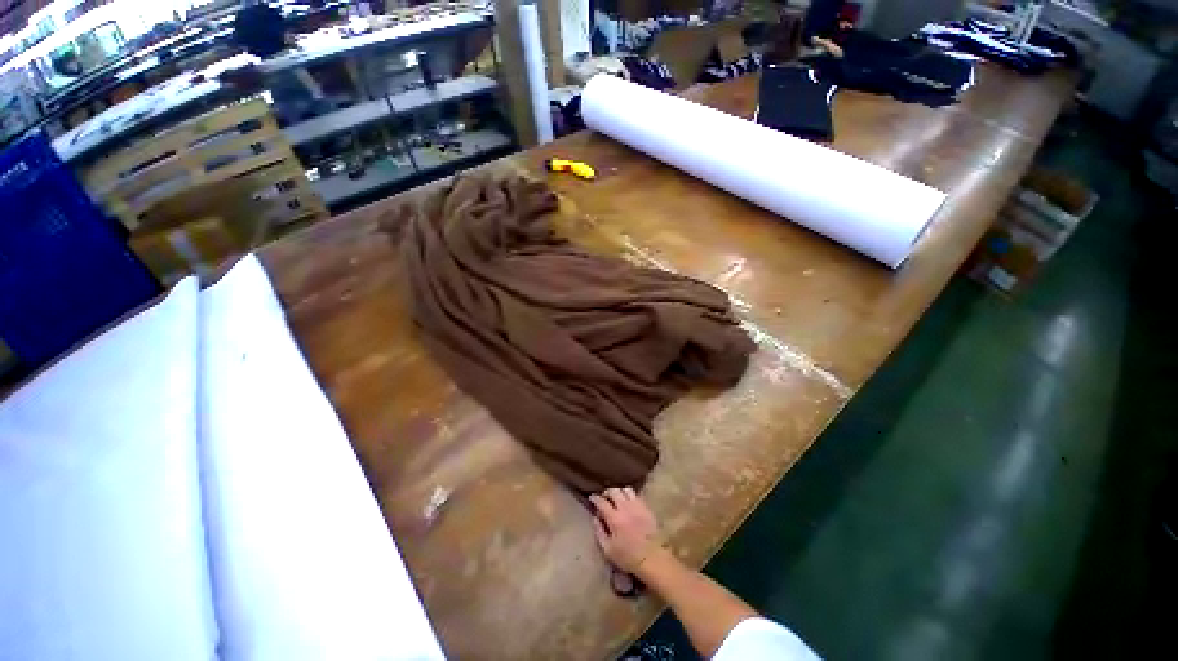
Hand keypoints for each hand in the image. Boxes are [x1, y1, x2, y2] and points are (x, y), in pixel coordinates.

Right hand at [589, 487, 660, 572]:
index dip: (595, 498)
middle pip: (614, 491)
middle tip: (604, 497)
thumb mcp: (608, 550)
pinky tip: (629, 502)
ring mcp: (638, 506)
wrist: (653, 559)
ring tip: (617, 498)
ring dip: (620, 491)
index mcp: (615, 518)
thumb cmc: (628, 558)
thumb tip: (595, 518)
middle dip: (607, 492)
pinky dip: (630, 495)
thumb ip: (599, 532)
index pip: (602, 502)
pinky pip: (637, 495)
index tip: (592, 498)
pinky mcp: (647, 508)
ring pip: (626, 490)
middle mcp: (626, 508)